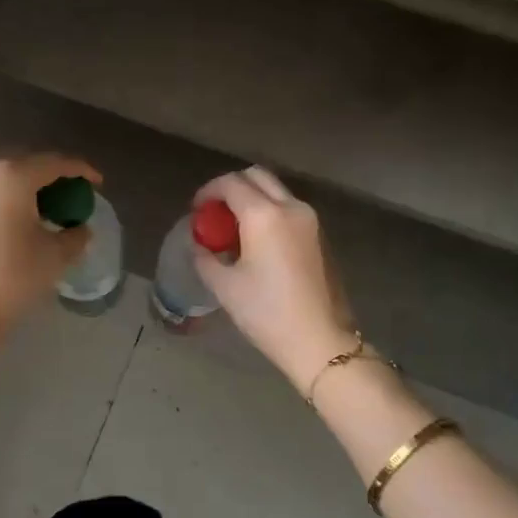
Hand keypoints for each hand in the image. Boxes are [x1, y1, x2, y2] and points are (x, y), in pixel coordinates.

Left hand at [0, 153, 100, 358]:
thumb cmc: (11, 280)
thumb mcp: (55, 257)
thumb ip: (75, 235)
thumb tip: (79, 228)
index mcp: (10, 175)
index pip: (54, 163)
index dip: (81, 170)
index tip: (98, 183)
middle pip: (25, 163)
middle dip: (51, 176)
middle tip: (72, 195)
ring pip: (2, 176)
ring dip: (27, 186)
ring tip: (47, 207)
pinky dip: (6, 197)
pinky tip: (19, 217)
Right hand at [192, 167, 356, 390]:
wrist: (319, 340)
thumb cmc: (266, 313)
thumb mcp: (224, 286)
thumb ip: (205, 257)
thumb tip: (199, 244)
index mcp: (264, 215)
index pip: (230, 184)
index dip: (208, 192)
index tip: (196, 211)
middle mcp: (290, 207)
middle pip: (257, 176)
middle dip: (231, 187)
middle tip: (215, 213)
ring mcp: (310, 220)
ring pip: (276, 191)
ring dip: (252, 199)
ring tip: (234, 230)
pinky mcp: (320, 235)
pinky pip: (289, 209)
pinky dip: (269, 212)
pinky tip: (257, 243)